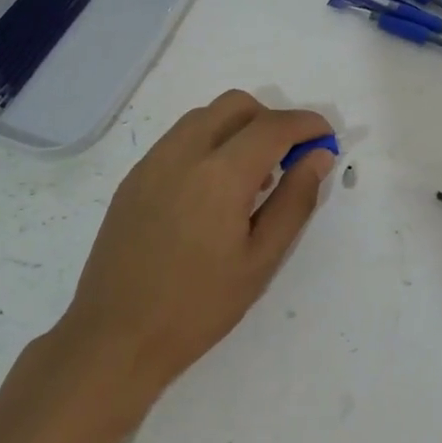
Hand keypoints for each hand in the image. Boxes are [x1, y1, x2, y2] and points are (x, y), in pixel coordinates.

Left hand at [56, 90, 335, 405]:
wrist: (115, 337)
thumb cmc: (198, 306)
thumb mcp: (261, 260)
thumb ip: (295, 200)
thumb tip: (319, 156)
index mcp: (220, 174)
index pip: (273, 125)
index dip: (307, 124)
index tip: (326, 139)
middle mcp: (183, 152)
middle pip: (236, 105)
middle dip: (271, 120)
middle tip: (288, 160)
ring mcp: (152, 161)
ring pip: (205, 116)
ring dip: (238, 129)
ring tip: (251, 179)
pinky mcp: (134, 177)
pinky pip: (180, 139)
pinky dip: (208, 144)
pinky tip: (213, 192)